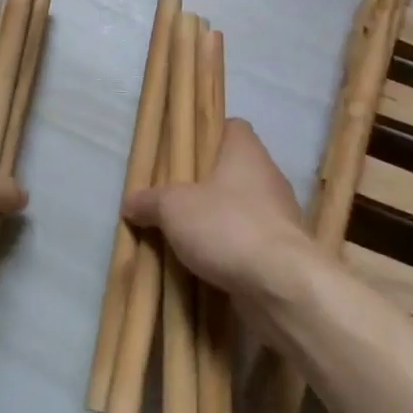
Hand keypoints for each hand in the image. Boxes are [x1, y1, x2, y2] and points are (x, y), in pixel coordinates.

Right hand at [122, 119, 313, 303]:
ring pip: (241, 208)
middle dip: (205, 185)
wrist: (282, 286)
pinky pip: (250, 242)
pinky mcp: (283, 251)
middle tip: (172, 199)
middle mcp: (268, 176)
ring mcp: (280, 215)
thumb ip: (150, 202)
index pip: (232, 127)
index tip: (182, 153)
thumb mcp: (174, 208)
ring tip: (184, 236)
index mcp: (246, 151)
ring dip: (217, 221)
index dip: (207, 134)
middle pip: (233, 170)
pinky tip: (206, 266)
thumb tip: (129, 202)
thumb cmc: (227, 226)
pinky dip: (231, 251)